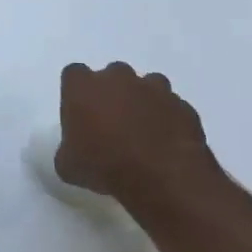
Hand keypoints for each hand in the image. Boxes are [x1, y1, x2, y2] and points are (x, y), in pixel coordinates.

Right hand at [54, 61, 218, 202]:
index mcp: (82, 86)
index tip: (79, 113)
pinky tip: (165, 143)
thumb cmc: (103, 165)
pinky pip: (172, 107)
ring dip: (143, 102)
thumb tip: (73, 152)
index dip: (76, 93)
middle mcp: (118, 78)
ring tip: (142, 131)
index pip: (73, 74)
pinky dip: (168, 119)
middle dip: (112, 93)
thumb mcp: (67, 165)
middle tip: (111, 123)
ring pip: (147, 86)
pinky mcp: (183, 106)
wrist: (162, 177)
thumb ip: (67, 149)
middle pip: (112, 75)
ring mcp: (154, 89)